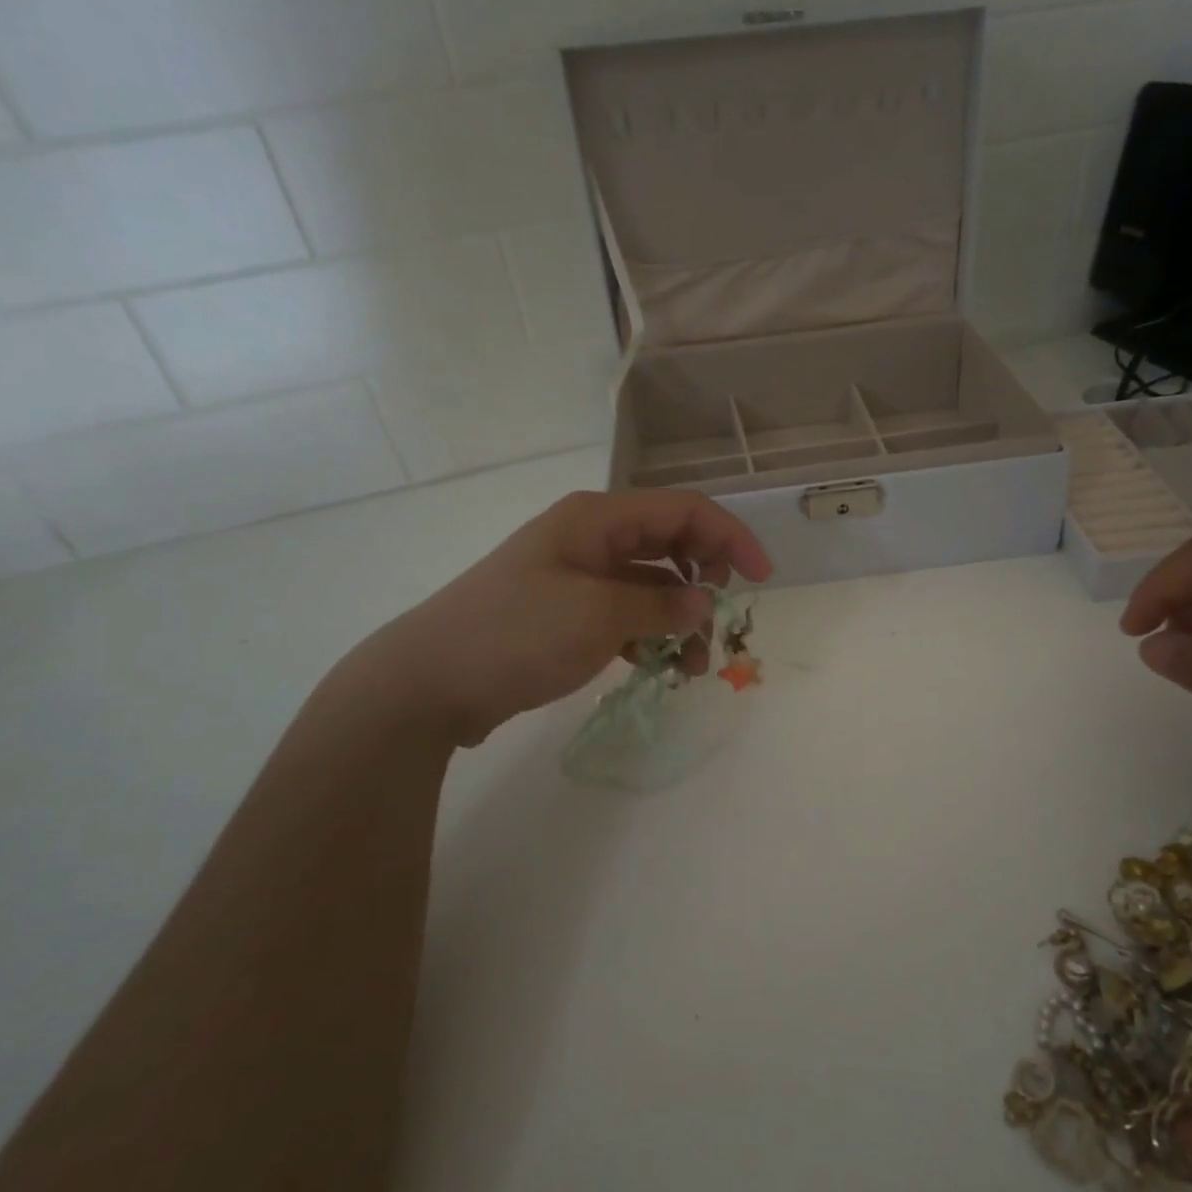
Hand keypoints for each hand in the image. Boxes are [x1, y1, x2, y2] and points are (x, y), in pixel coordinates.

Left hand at [343, 490, 771, 748]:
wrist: (430, 682)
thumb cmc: (515, 633)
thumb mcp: (597, 615)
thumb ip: (660, 605)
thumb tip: (702, 603)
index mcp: (598, 519)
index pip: (684, 509)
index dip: (730, 537)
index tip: (761, 578)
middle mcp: (592, 538)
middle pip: (671, 543)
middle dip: (705, 579)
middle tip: (719, 620)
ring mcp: (578, 577)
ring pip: (651, 584)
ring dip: (680, 617)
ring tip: (693, 664)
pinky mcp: (568, 614)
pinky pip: (627, 614)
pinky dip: (651, 635)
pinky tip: (661, 666)